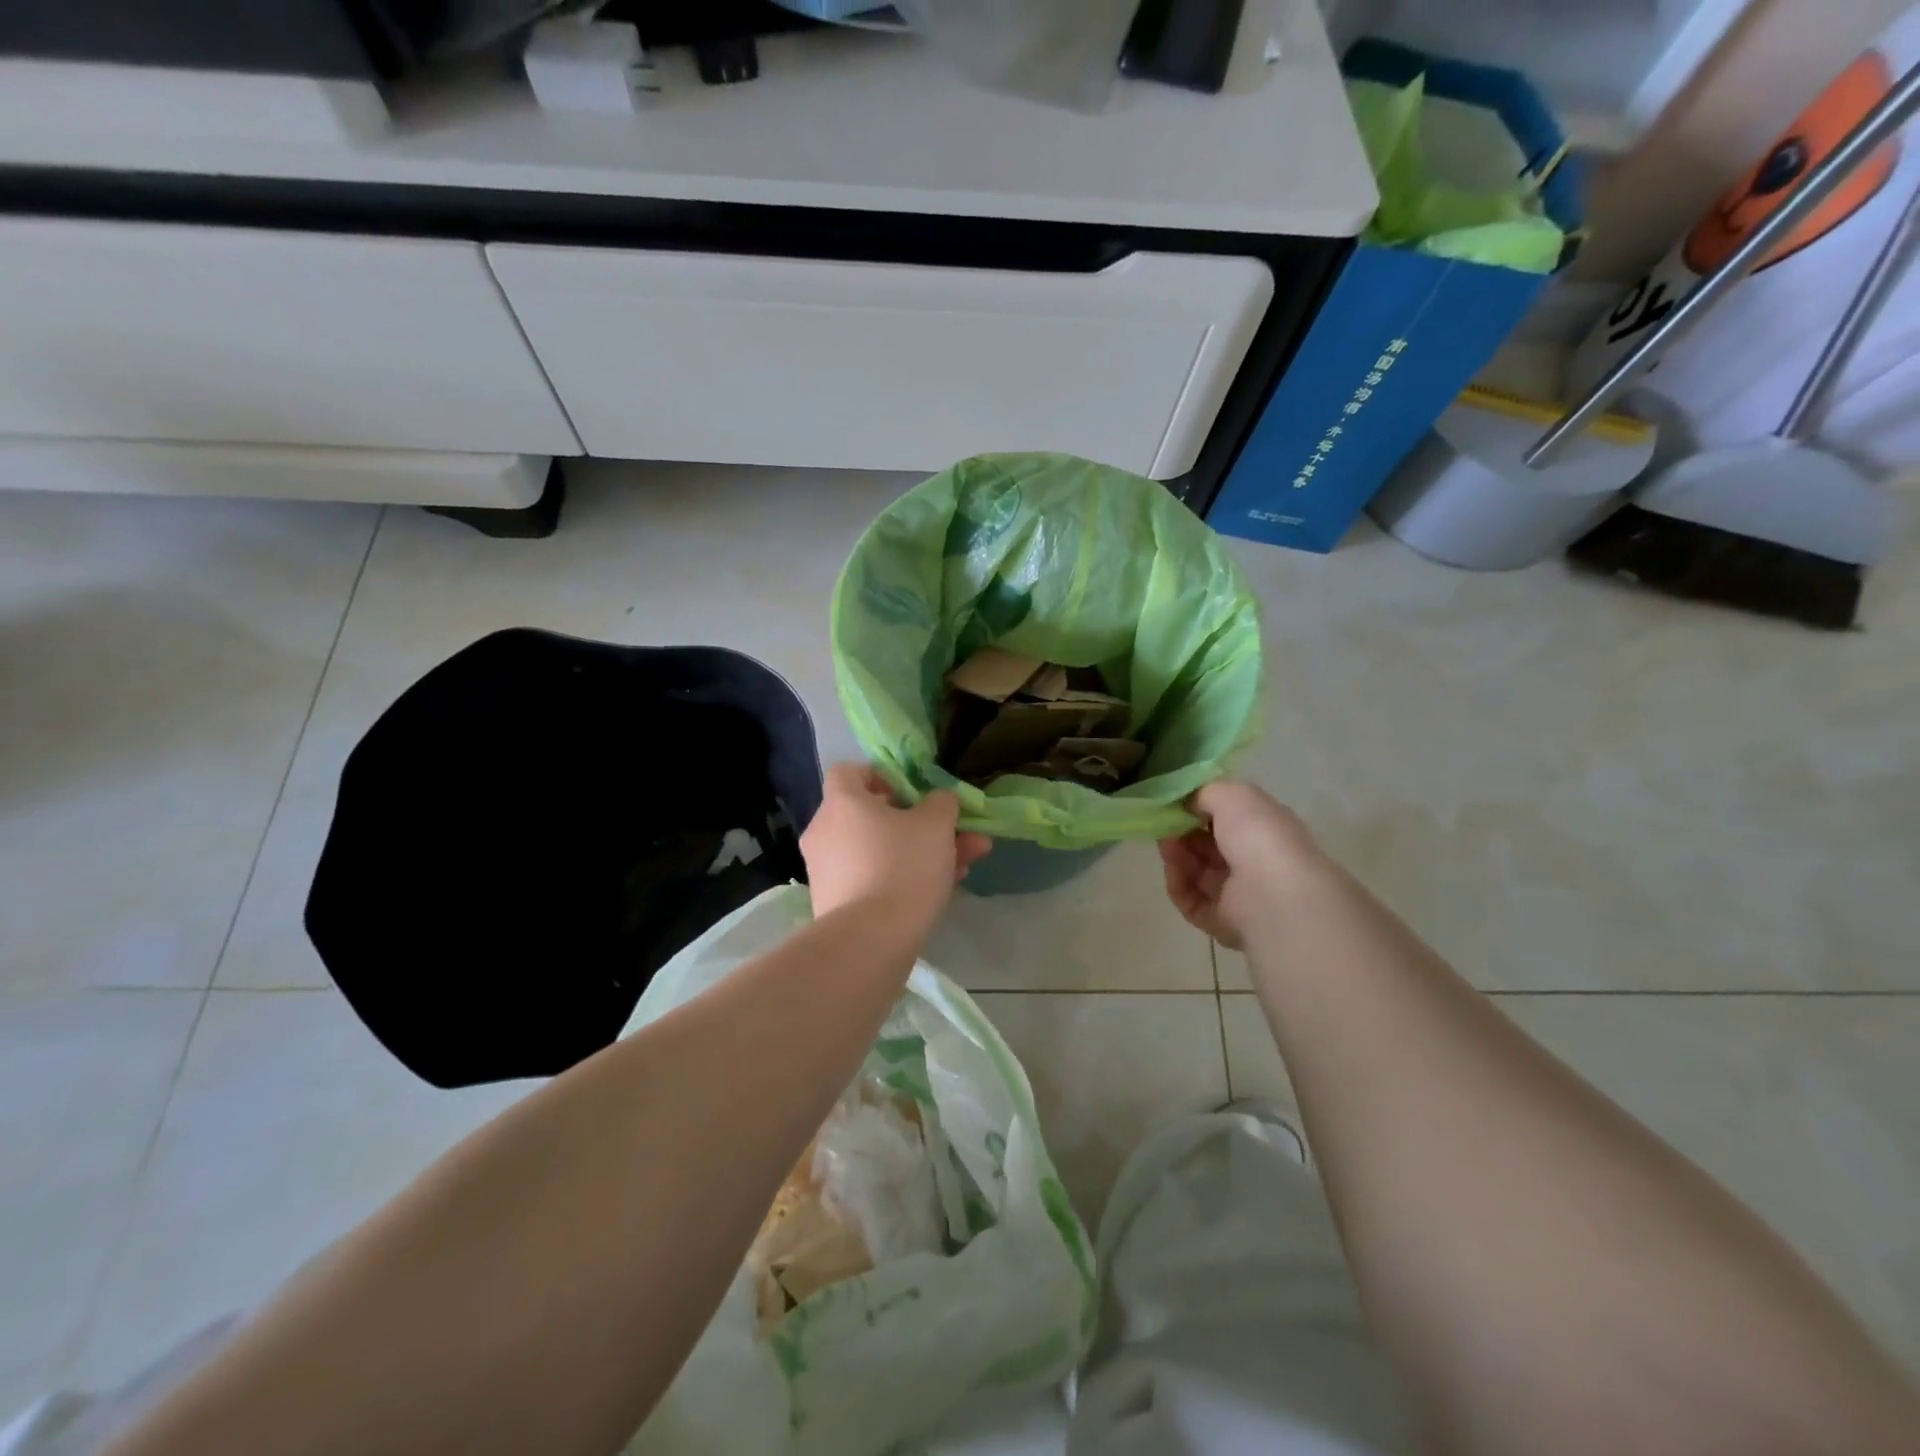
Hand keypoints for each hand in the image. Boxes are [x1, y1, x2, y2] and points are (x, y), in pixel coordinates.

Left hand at [802, 764, 991, 935]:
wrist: (869, 942)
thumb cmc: (902, 866)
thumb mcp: (936, 825)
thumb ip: (941, 803)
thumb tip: (937, 801)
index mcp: (841, 802)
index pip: (850, 772)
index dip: (882, 775)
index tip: (912, 790)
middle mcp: (825, 832)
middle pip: (873, 815)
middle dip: (921, 823)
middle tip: (956, 832)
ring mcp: (827, 871)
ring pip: (880, 850)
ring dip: (921, 852)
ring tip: (965, 865)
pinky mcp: (835, 904)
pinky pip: (873, 878)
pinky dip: (902, 878)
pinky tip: (943, 890)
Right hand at [1159, 781, 1320, 949]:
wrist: (1273, 894)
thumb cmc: (1259, 836)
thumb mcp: (1233, 795)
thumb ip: (1207, 793)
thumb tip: (1190, 802)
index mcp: (1265, 831)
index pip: (1229, 819)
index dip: (1200, 810)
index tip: (1177, 803)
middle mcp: (1254, 862)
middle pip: (1209, 846)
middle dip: (1183, 833)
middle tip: (1164, 824)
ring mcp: (1239, 894)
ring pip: (1197, 872)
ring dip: (1177, 856)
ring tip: (1166, 845)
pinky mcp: (1221, 921)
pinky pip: (1191, 900)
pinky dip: (1178, 884)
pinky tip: (1172, 869)